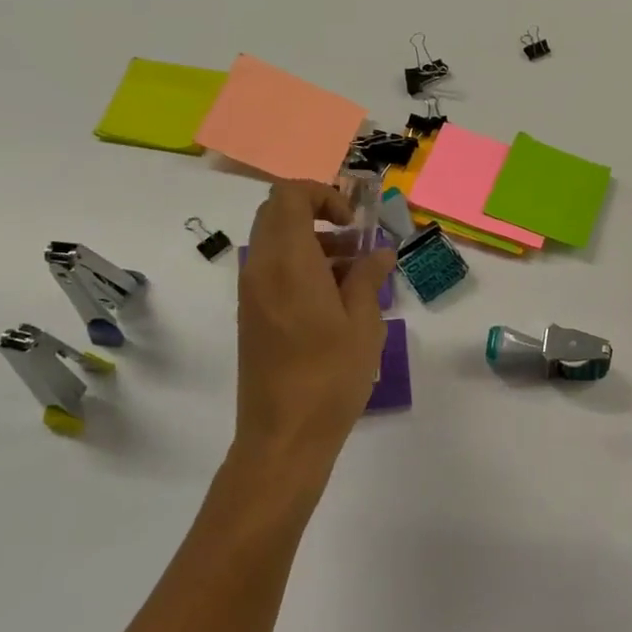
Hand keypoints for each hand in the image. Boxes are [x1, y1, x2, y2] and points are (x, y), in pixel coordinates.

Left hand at [228, 182, 395, 500]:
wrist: (283, 436)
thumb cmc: (330, 377)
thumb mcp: (363, 324)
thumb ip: (368, 278)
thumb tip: (380, 252)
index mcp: (288, 263)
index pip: (288, 196)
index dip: (323, 195)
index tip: (354, 222)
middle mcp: (261, 269)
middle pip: (278, 214)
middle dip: (319, 215)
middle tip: (356, 240)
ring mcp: (251, 293)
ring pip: (276, 242)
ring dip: (313, 242)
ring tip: (356, 272)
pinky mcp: (252, 315)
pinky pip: (273, 270)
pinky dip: (301, 266)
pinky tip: (336, 299)